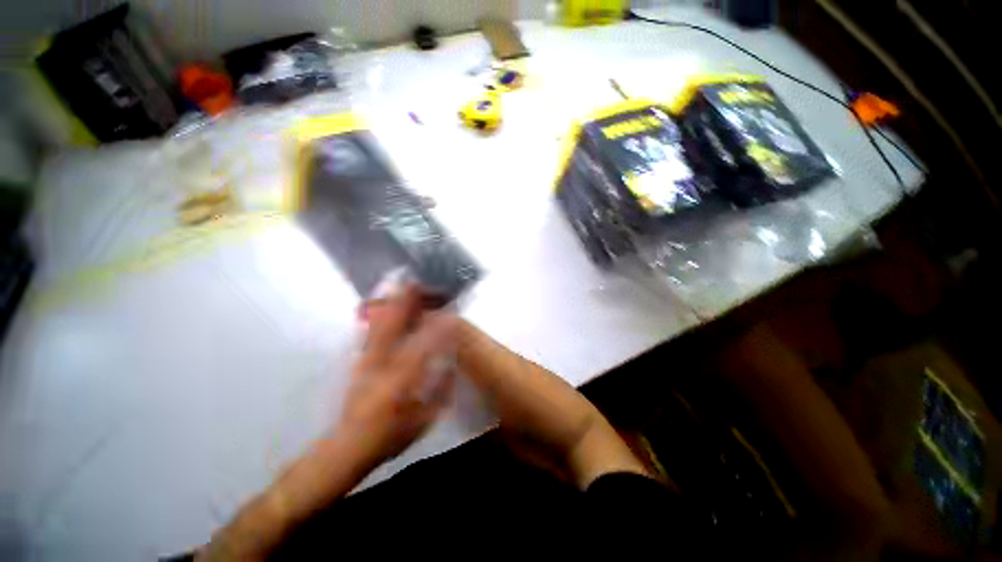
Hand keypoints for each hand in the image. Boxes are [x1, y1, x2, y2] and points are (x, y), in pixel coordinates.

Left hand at [336, 286, 457, 469]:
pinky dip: (381, 312)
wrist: (348, 445)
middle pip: (395, 324)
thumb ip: (442, 390)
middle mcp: (382, 363)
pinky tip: (387, 301)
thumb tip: (453, 363)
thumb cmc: (390, 436)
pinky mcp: (360, 359)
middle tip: (423, 285)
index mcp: (400, 381)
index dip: (438, 328)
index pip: (423, 346)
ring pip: (381, 322)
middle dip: (409, 302)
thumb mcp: (425, 419)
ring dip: (394, 302)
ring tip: (405, 285)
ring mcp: (367, 358)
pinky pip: (372, 329)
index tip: (451, 315)